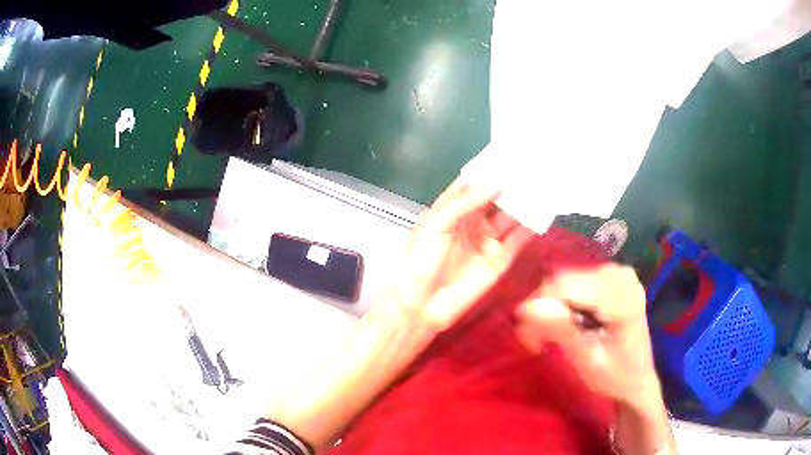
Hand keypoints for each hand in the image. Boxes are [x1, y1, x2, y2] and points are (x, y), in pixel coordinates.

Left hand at [381, 178, 533, 333]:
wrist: (422, 304)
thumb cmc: (421, 259)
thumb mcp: (436, 223)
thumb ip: (465, 202)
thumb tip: (496, 183)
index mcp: (452, 210)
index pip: (474, 185)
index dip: (489, 171)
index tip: (509, 155)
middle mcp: (472, 222)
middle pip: (496, 199)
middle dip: (512, 186)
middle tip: (533, 168)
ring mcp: (487, 241)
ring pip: (510, 218)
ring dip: (524, 204)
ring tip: (543, 186)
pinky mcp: (499, 260)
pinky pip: (517, 241)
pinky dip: (529, 229)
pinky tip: (542, 214)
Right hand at [514, 264, 660, 406]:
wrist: (637, 379)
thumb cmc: (615, 377)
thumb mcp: (588, 361)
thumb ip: (562, 332)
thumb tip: (526, 309)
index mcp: (622, 296)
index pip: (566, 284)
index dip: (538, 304)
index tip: (524, 335)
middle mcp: (620, 274)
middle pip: (565, 279)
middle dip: (543, 307)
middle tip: (533, 340)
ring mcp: (618, 273)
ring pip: (567, 278)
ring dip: (551, 305)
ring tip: (546, 334)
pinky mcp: (612, 277)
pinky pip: (576, 281)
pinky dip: (563, 302)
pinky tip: (565, 323)